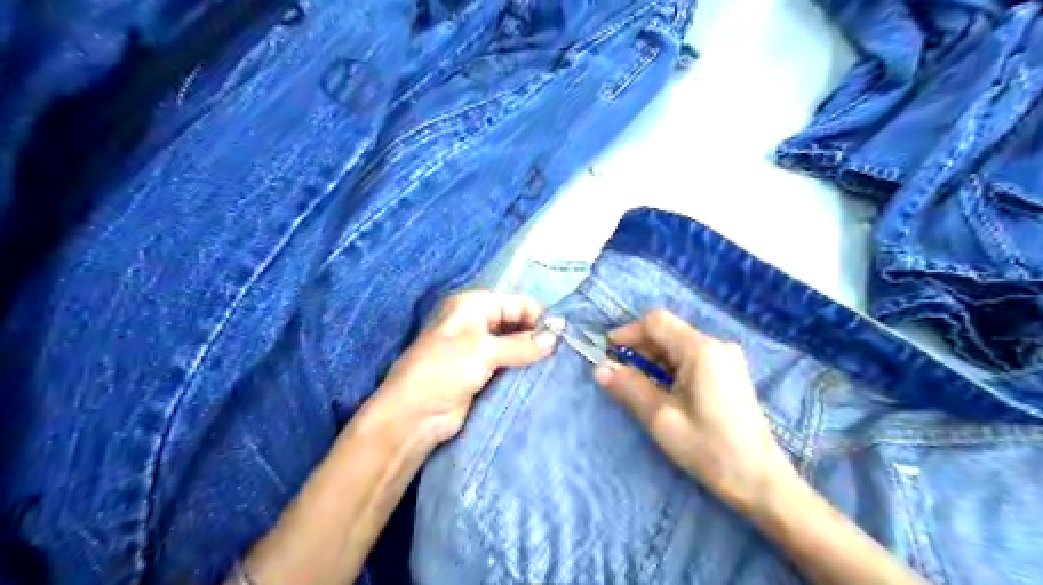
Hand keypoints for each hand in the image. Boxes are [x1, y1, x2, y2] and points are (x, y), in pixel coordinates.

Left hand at [373, 291, 558, 449]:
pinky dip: (522, 369)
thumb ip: (522, 344)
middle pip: (516, 323)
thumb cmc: (445, 370)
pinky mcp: (481, 373)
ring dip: (531, 354)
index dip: (539, 317)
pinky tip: (541, 376)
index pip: (516, 303)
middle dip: (537, 336)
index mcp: (472, 305)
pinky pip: (508, 365)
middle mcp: (476, 322)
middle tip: (562, 354)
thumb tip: (555, 338)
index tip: (563, 337)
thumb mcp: (485, 350)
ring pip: (514, 346)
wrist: (414, 415)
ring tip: (557, 366)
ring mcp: (478, 349)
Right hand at [598, 310, 796, 505]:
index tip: (608, 352)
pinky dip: (671, 366)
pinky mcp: (730, 372)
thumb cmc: (708, 448)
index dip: (628, 332)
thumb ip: (629, 387)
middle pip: (668, 331)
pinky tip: (663, 389)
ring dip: (654, 358)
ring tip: (638, 384)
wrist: (759, 480)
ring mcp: (727, 358)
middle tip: (619, 372)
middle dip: (640, 347)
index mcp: (701, 351)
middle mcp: (717, 345)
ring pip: (679, 344)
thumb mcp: (661, 418)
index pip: (656, 322)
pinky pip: (692, 357)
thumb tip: (600, 368)